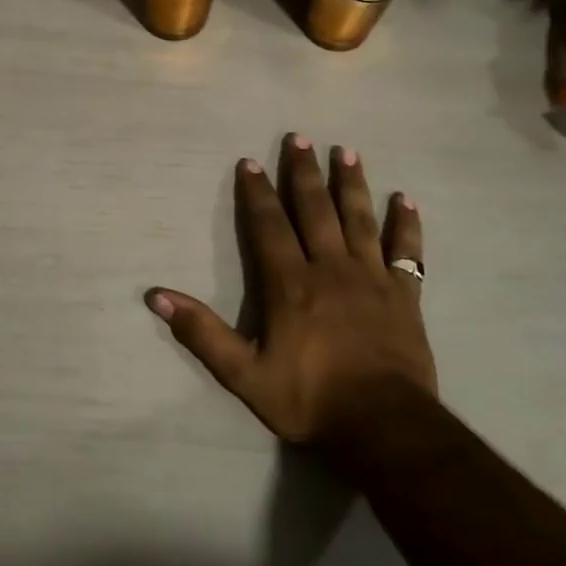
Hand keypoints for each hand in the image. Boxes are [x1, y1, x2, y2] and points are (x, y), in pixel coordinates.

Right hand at [147, 135, 434, 456]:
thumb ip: (203, 334)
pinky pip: (407, 252)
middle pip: (316, 210)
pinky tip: (406, 200)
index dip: (258, 193)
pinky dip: (406, 225)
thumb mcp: (245, 375)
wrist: (385, 427)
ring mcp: (372, 278)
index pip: (269, 226)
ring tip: (347, 151)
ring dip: (352, 184)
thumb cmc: (311, 399)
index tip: (251, 161)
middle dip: (304, 173)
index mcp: (291, 284)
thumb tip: (158, 297)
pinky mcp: (405, 296)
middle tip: (300, 137)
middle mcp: (331, 268)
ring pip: (360, 219)